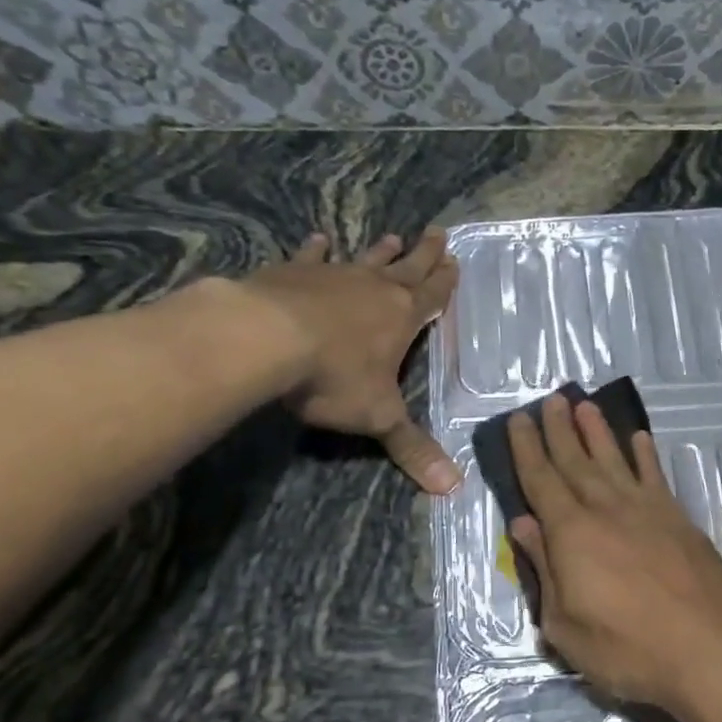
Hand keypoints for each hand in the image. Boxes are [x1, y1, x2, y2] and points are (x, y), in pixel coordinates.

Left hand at [237, 228, 460, 493]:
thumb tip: (453, 488)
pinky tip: (320, 239)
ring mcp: (332, 277)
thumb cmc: (334, 377)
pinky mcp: (293, 273)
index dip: (445, 282)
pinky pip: (310, 257)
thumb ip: (413, 449)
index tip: (455, 260)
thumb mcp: (379, 418)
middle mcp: (373, 289)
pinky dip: (317, 249)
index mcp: (402, 318)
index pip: (432, 296)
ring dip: (381, 251)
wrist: (266, 340)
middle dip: (424, 254)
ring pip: (364, 260)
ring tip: (393, 236)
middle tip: (437, 232)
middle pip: (406, 268)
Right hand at [507, 393, 721, 713]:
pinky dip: (645, 455)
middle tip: (551, 399)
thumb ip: (544, 570)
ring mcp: (647, 510)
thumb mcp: (565, 625)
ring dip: (597, 432)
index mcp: (572, 533)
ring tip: (585, 405)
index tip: (518, 419)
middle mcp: (607, 509)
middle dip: (559, 429)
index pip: (541, 481)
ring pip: (614, 460)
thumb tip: (523, 525)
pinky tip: (639, 439)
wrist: (709, 652)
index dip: (527, 449)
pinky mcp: (679, 519)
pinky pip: (656, 476)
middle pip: (575, 461)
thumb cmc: (628, 649)